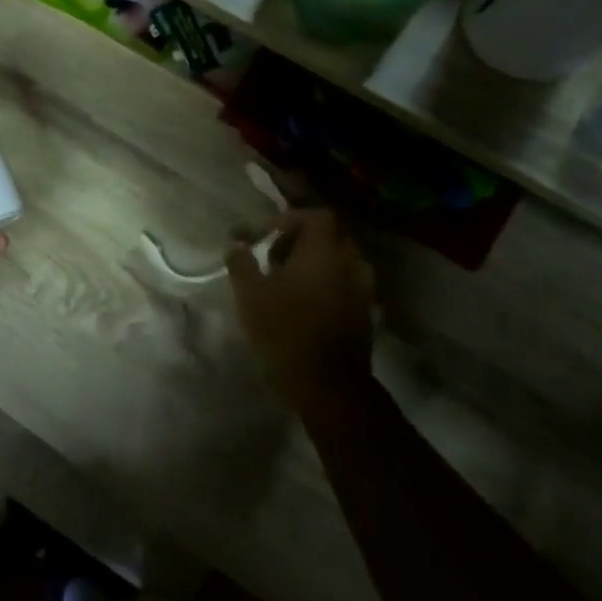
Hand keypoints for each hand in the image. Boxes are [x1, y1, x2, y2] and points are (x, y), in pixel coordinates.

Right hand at [226, 209, 374, 414]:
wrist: (327, 384)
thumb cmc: (284, 331)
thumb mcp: (250, 295)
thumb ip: (241, 263)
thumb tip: (235, 242)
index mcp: (324, 252)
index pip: (316, 216)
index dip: (291, 219)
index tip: (266, 235)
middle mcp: (350, 264)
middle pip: (331, 236)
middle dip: (303, 240)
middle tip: (274, 256)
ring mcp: (363, 290)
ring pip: (341, 261)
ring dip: (317, 263)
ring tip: (289, 280)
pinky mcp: (366, 313)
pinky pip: (347, 284)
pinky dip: (328, 284)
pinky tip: (305, 303)